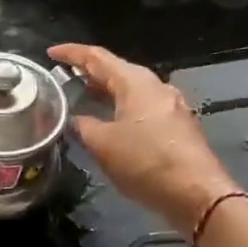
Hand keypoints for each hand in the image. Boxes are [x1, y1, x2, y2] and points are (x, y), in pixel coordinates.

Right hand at [49, 43, 232, 235]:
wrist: (196, 193)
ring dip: (105, 91)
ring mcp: (170, 106)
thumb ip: (83, 126)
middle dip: (89, 72)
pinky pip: (141, 107)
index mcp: (135, 83)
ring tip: (82, 97)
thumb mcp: (103, 145)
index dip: (72, 53)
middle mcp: (155, 86)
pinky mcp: (176, 126)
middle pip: (116, 71)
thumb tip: (74, 119)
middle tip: (64, 77)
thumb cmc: (145, 162)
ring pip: (130, 90)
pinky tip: (109, 121)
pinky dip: (120, 107)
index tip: (51, 53)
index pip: (97, 57)